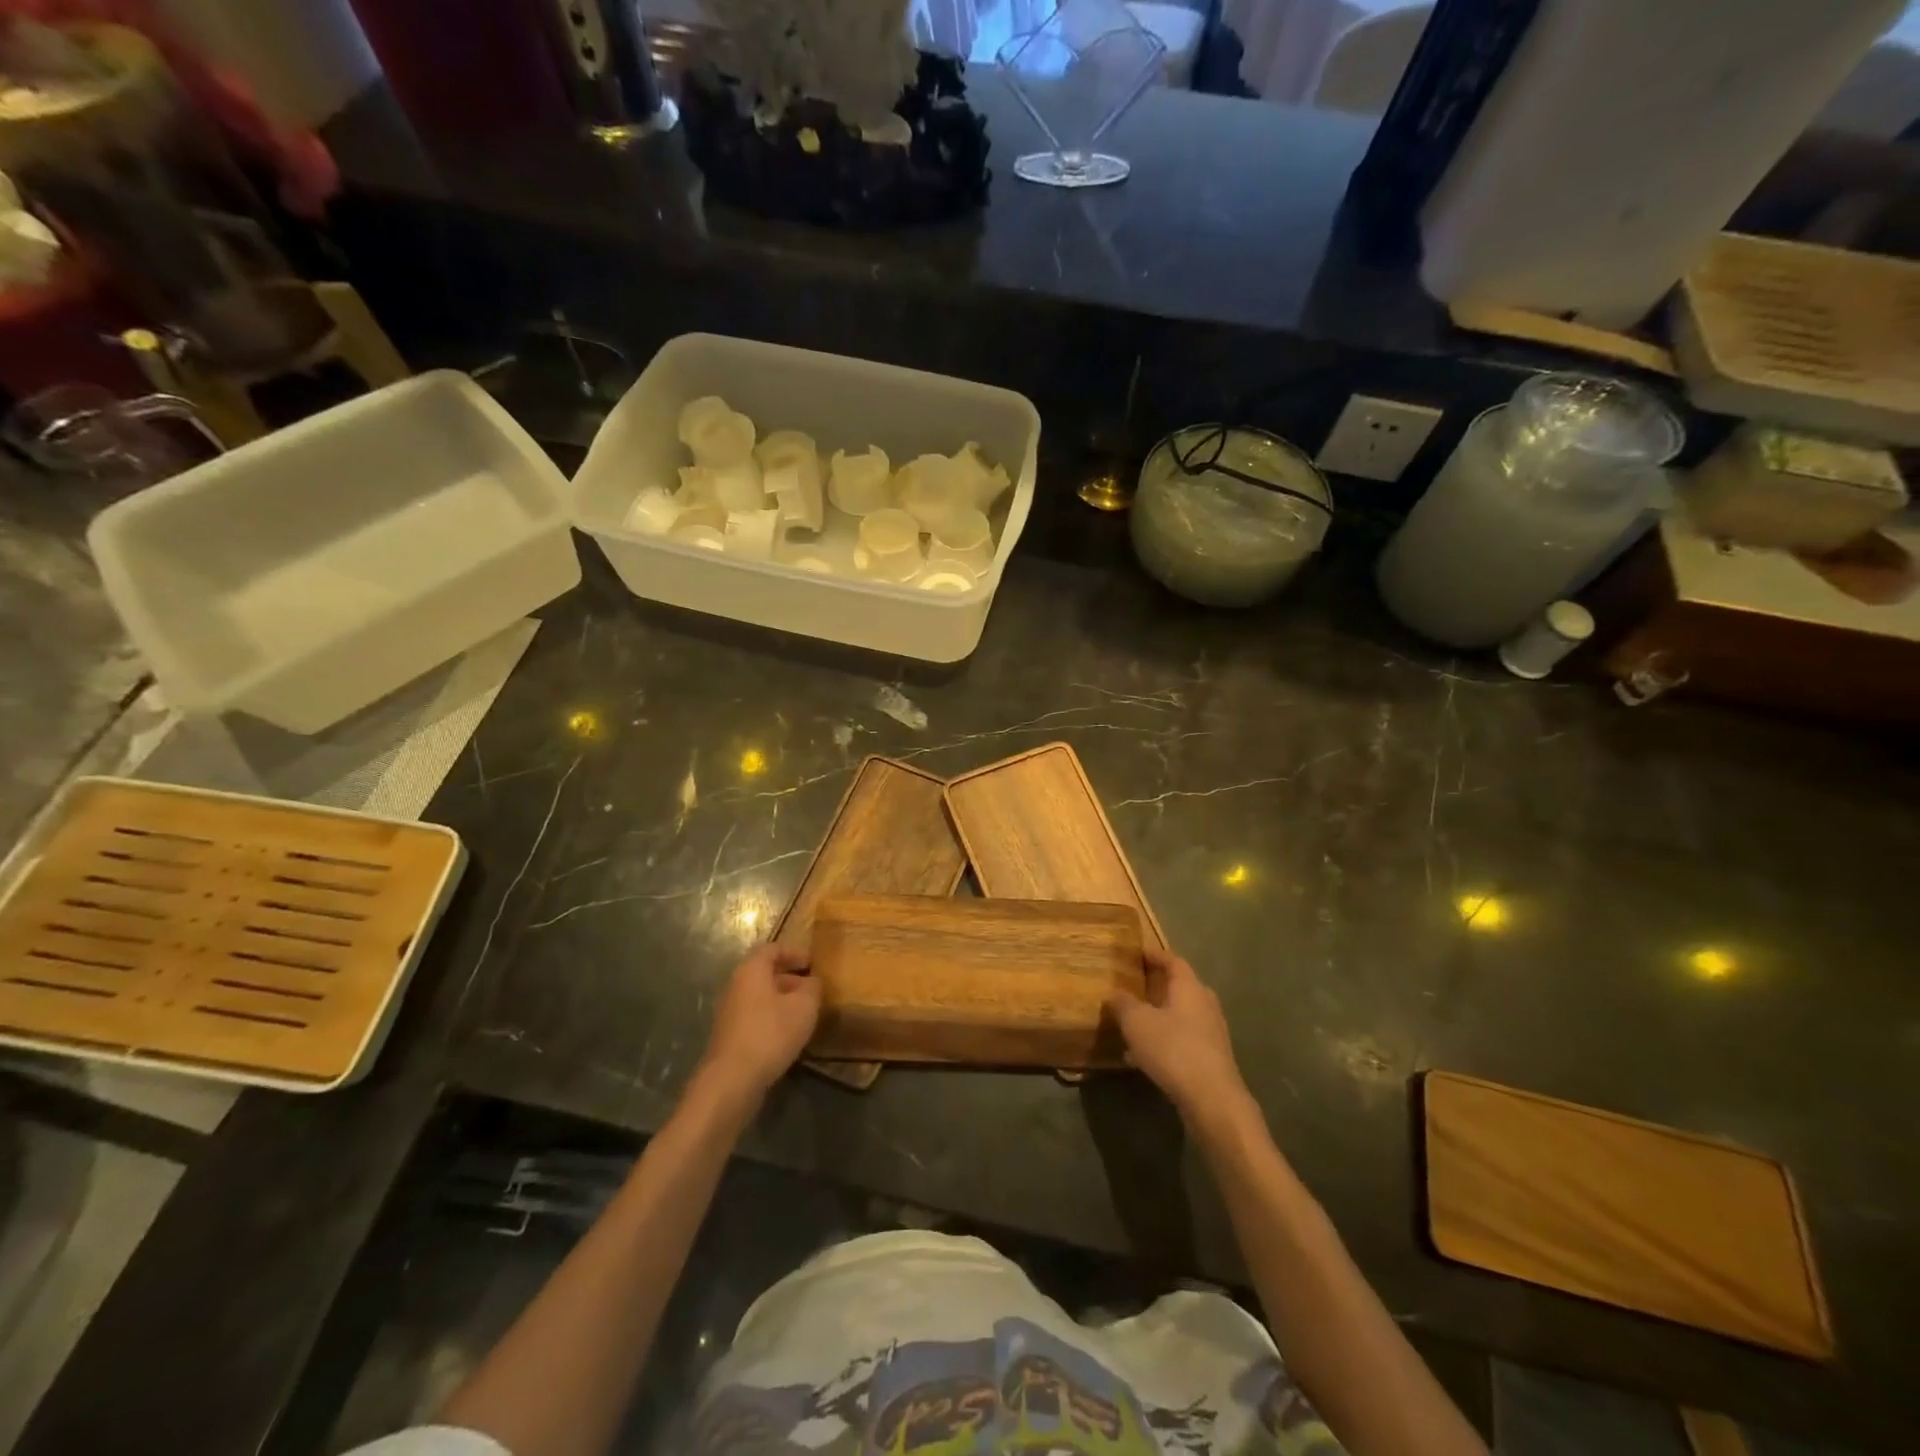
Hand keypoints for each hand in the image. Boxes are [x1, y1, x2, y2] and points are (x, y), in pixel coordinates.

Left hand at [695, 943, 820, 1107]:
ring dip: (782, 1001)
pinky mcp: (729, 1036)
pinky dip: (772, 1019)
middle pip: (765, 973)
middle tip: (813, 989)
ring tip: (805, 1014)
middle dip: (790, 978)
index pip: (772, 949)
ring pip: (760, 997)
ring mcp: (729, 1012)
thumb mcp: (804, 1006)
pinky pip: (755, 1017)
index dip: (794, 952)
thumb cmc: (770, 1033)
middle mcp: (736, 986)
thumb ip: (813, 988)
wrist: (732, 1080)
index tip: (813, 963)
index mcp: (752, 970)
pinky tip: (788, 1036)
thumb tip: (812, 981)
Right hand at [1107, 948, 1248, 1121]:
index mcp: (1189, 988)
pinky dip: (1166, 1039)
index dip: (1155, 955)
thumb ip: (1123, 1004)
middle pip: (1182, 987)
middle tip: (1136, 985)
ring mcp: (1212, 1032)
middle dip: (1159, 985)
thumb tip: (1115, 993)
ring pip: (1182, 1015)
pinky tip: (1146, 1055)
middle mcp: (1205, 1004)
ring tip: (1136, 1022)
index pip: (1173, 961)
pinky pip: (1184, 1038)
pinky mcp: (1212, 1058)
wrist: (1212, 1099)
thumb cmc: (1173, 1049)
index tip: (1138, 953)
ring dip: (1161, 1015)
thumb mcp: (1137, 1022)